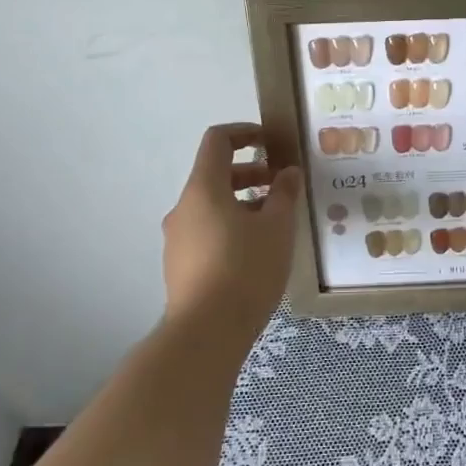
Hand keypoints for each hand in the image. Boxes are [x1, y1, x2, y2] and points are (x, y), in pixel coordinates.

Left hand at [161, 123, 300, 335]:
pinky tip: (257, 251)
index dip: (245, 133)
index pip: (217, 141)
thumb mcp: (277, 227)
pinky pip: (207, 231)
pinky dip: (231, 226)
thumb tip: (288, 172)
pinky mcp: (179, 265)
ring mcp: (177, 238)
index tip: (272, 142)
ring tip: (275, 222)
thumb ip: (284, 193)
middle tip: (282, 186)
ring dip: (243, 203)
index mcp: (203, 189)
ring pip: (211, 206)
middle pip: (215, 175)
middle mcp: (183, 208)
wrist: (206, 332)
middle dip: (251, 173)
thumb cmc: (246, 269)